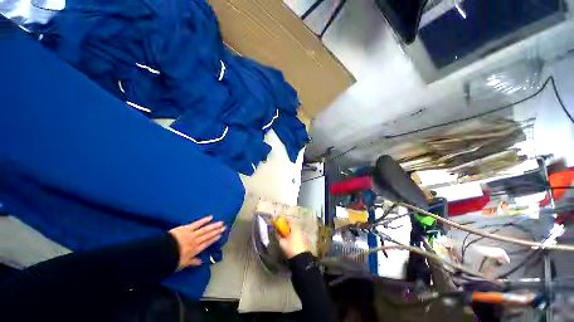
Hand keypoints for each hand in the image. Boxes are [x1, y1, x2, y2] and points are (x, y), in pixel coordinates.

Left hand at [169, 216, 225, 270]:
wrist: (161, 253)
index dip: (214, 239)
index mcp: (194, 250)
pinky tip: (211, 217)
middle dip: (216, 231)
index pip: (206, 244)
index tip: (220, 235)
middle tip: (224, 227)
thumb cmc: (171, 260)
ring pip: (205, 230)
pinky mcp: (187, 228)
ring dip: (214, 226)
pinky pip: (197, 223)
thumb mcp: (182, 264)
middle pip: (208, 236)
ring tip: (221, 223)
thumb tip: (201, 262)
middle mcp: (196, 242)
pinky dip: (204, 220)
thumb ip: (192, 262)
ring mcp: (192, 234)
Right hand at [276, 220, 309, 258]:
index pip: (289, 220)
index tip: (280, 222)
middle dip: (287, 226)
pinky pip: (299, 234)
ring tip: (286, 236)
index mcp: (294, 228)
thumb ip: (278, 236)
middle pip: (293, 224)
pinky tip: (292, 240)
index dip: (284, 220)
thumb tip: (276, 232)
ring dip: (291, 231)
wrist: (302, 259)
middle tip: (282, 230)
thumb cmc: (291, 249)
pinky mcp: (305, 239)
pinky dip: (295, 235)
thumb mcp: (282, 243)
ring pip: (296, 230)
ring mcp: (303, 234)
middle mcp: (300, 229)